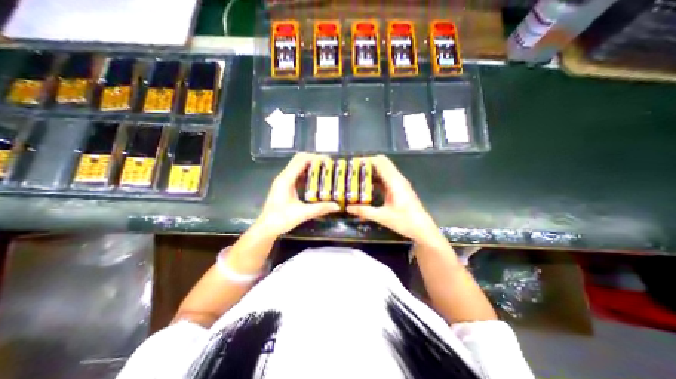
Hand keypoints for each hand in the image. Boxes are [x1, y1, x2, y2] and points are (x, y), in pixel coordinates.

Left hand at [256, 152, 340, 235]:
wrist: (266, 228)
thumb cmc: (281, 219)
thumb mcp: (302, 214)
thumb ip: (320, 209)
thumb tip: (337, 206)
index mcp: (286, 179)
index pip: (301, 161)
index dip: (315, 158)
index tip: (328, 161)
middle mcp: (284, 176)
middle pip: (298, 159)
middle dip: (313, 159)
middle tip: (327, 165)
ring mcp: (283, 180)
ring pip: (297, 165)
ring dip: (309, 164)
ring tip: (323, 170)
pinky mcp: (284, 185)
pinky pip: (296, 173)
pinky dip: (306, 172)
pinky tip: (315, 179)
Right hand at [348, 154, 443, 244]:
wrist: (423, 229)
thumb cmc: (405, 221)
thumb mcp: (382, 217)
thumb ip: (364, 211)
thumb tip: (348, 207)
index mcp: (394, 181)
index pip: (380, 162)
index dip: (368, 160)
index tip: (354, 164)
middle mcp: (397, 179)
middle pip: (382, 164)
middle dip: (368, 165)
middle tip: (354, 170)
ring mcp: (399, 184)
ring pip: (384, 171)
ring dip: (372, 172)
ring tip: (357, 177)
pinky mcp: (399, 189)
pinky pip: (386, 179)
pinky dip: (376, 179)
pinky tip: (367, 186)